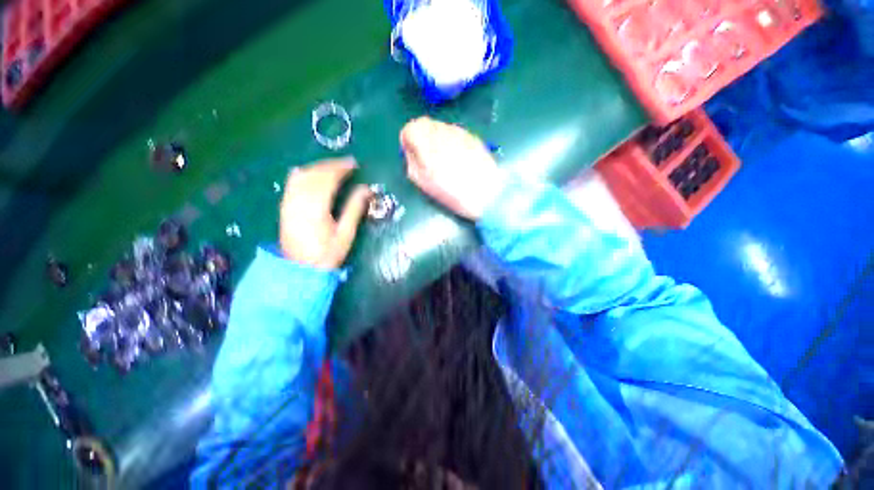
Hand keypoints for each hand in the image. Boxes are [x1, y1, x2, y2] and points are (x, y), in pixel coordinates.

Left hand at [279, 158, 371, 268]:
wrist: (300, 269)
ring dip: (317, 167)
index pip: (328, 179)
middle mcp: (299, 201)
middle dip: (331, 165)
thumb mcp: (346, 234)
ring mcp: (289, 203)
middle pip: (314, 175)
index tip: (354, 164)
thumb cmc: (327, 253)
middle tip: (346, 163)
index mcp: (316, 208)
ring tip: (332, 166)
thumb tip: (367, 189)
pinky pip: (291, 183)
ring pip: (302, 176)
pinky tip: (309, 171)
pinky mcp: (285, 207)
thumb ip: (355, 209)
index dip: (341, 169)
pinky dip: (303, 173)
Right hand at [401, 117, 503, 220]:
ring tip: (445, 160)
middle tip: (427, 156)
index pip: (409, 128)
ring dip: (437, 139)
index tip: (412, 153)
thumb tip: (410, 149)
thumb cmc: (450, 192)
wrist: (485, 194)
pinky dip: (452, 142)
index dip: (408, 140)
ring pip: (441, 127)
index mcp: (426, 142)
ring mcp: (459, 132)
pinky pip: (456, 134)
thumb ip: (411, 160)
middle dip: (422, 137)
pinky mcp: (473, 137)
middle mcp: (442, 131)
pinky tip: (458, 159)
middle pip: (425, 123)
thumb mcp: (422, 181)